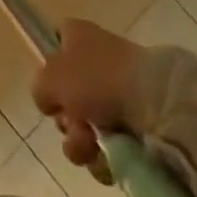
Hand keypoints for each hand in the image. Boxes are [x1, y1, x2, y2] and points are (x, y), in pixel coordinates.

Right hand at [32, 18, 140, 176]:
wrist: (156, 105)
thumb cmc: (97, 79)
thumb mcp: (51, 78)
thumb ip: (40, 89)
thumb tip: (50, 102)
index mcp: (77, 37)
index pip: (55, 44)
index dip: (49, 69)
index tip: (51, 91)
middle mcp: (96, 61)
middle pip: (67, 96)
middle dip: (66, 121)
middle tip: (74, 124)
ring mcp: (117, 94)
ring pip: (85, 128)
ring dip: (81, 144)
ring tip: (92, 146)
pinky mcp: (136, 125)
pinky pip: (108, 149)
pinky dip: (103, 159)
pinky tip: (107, 160)